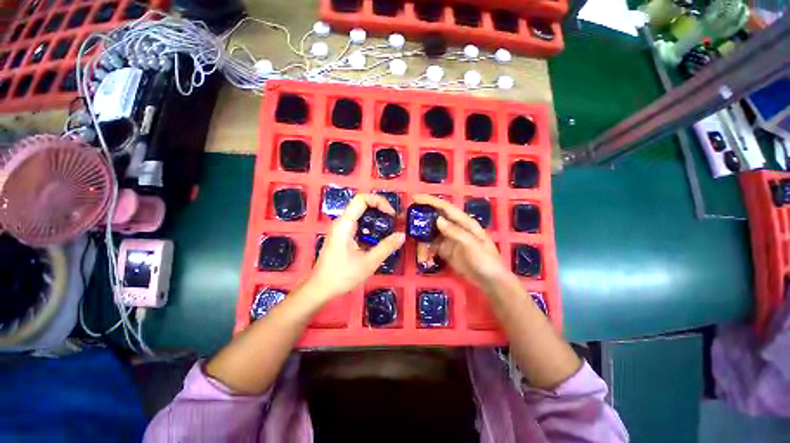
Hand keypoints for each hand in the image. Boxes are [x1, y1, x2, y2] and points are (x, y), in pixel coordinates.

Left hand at [305, 194, 405, 301]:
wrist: (320, 288)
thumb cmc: (342, 275)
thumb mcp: (369, 262)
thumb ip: (387, 247)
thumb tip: (402, 235)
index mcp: (345, 224)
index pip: (362, 199)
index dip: (379, 201)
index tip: (391, 215)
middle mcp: (342, 222)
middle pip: (362, 204)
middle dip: (380, 209)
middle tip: (394, 220)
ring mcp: (341, 229)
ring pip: (360, 214)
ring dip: (376, 218)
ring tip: (389, 227)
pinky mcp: (342, 236)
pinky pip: (358, 224)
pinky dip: (370, 226)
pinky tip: (378, 237)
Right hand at [413, 194, 510, 291]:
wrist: (490, 282)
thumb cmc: (486, 261)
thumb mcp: (472, 245)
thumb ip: (455, 232)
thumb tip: (437, 220)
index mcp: (464, 222)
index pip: (445, 208)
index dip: (430, 201)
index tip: (414, 198)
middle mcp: (455, 228)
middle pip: (435, 218)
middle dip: (421, 217)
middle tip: (405, 218)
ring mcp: (449, 240)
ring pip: (431, 233)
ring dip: (422, 236)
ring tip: (412, 240)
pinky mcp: (446, 251)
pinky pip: (432, 246)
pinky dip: (425, 249)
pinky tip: (422, 255)